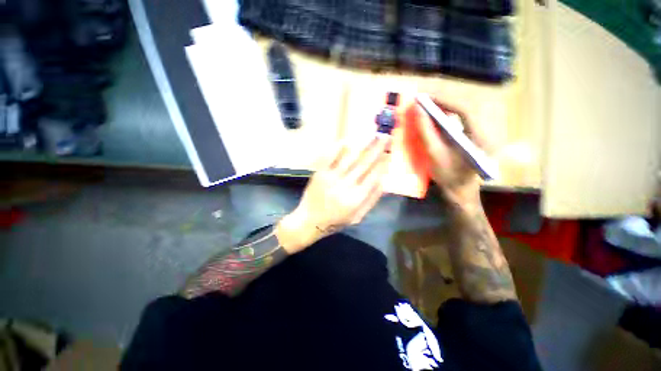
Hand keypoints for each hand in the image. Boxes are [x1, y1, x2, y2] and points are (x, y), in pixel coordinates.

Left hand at [276, 136, 391, 253]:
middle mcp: (345, 186)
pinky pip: (330, 158)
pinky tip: (347, 140)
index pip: (373, 177)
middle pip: (364, 164)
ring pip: (349, 158)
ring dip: (362, 145)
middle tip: (385, 136)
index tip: (388, 153)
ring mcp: (331, 178)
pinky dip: (338, 148)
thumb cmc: (335, 221)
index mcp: (356, 199)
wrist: (309, 221)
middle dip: (376, 149)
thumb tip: (384, 182)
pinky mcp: (320, 173)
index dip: (382, 164)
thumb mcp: (357, 217)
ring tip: (372, 134)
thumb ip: (371, 200)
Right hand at [414, 100, 488, 208]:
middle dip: (443, 103)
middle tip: (424, 101)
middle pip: (464, 109)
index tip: (426, 98)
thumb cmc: (448, 176)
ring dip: (443, 109)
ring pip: (461, 115)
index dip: (445, 101)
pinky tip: (433, 119)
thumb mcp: (435, 154)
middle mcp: (483, 132)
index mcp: (479, 137)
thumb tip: (418, 111)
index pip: (466, 110)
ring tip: (426, 106)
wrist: (459, 192)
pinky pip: (458, 123)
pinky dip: (445, 119)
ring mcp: (478, 135)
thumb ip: (426, 131)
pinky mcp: (471, 138)